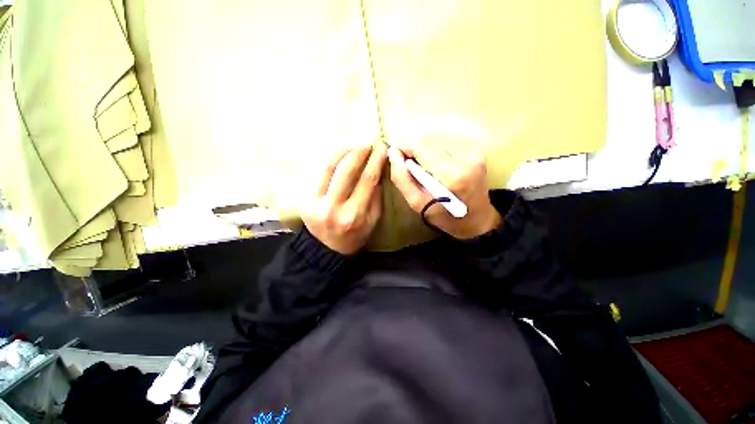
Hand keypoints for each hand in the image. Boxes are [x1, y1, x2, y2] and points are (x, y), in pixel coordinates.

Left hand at [301, 144, 386, 254]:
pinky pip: (317, 172)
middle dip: (359, 152)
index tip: (382, 148)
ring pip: (328, 167)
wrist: (327, 248)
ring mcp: (315, 202)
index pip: (367, 180)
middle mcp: (333, 208)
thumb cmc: (355, 235)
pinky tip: (339, 155)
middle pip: (346, 171)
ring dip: (342, 151)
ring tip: (353, 145)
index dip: (376, 161)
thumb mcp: (373, 220)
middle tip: (367, 143)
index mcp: (354, 215)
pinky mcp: (304, 199)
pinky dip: (329, 160)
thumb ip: (376, 196)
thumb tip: (378, 171)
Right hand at [388, 143, 500, 238]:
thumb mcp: (416, 203)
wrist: (477, 220)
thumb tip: (393, 153)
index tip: (398, 158)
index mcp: (451, 175)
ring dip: (426, 152)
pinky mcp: (477, 151)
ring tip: (426, 171)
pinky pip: (447, 144)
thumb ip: (401, 178)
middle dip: (415, 152)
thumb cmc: (444, 216)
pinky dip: (437, 153)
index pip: (420, 146)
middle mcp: (466, 157)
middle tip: (412, 169)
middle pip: (428, 141)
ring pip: (437, 141)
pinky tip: (438, 167)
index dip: (405, 148)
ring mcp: (474, 152)